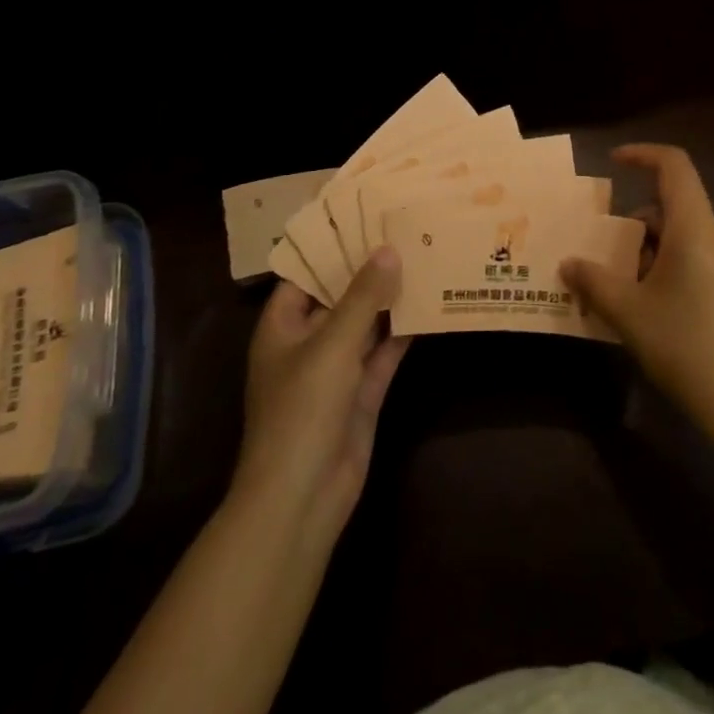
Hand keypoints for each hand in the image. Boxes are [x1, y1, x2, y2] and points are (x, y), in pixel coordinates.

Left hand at [235, 248, 409, 548]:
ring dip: (391, 298)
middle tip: (405, 229)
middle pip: (340, 295)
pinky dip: (404, 331)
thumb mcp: (332, 344)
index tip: (365, 216)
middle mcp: (308, 341)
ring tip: (424, 257)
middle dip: (369, 269)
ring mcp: (337, 368)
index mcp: (282, 326)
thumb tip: (389, 250)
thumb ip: (363, 297)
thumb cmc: (301, 410)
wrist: (302, 497)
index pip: (305, 273)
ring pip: (367, 322)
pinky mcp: (362, 392)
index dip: (332, 246)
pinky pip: (385, 351)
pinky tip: (432, 303)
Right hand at [562, 144, 713, 442]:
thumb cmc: (687, 345)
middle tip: (599, 253)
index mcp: (695, 227)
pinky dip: (665, 270)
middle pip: (671, 208)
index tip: (612, 162)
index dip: (643, 154)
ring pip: (681, 239)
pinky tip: (645, 309)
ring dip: (646, 252)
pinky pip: (694, 262)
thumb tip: (568, 264)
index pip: (674, 166)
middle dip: (632, 224)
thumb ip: (594, 282)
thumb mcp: (629, 313)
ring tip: (615, 288)